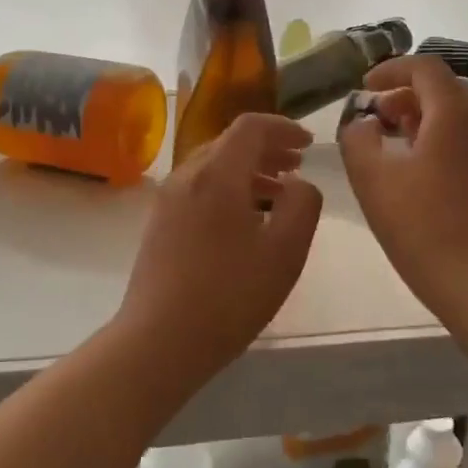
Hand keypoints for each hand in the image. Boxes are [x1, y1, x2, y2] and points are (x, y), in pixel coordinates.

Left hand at [115, 113, 322, 369]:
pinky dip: (227, 189)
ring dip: (248, 170)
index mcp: (217, 174)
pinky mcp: (159, 224)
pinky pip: (199, 189)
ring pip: (212, 167)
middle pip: (229, 143)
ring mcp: (167, 200)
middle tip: (296, 165)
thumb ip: (302, 205)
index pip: (250, 127)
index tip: (307, 145)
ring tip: (277, 194)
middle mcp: (186, 176)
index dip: (283, 128)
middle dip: (267, 148)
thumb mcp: (285, 251)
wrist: (159, 340)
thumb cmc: (229, 295)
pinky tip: (244, 220)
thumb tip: (298, 184)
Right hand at [339, 55, 467, 319]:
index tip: (364, 89)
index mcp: (454, 115)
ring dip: (422, 115)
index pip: (424, 68)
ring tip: (393, 140)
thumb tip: (364, 122)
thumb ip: (358, 138)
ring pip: (457, 112)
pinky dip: (440, 134)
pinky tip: (418, 166)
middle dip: (404, 93)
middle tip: (375, 117)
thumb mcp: (372, 179)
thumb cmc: (420, 226)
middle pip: (443, 87)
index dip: (390, 70)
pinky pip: (467, 135)